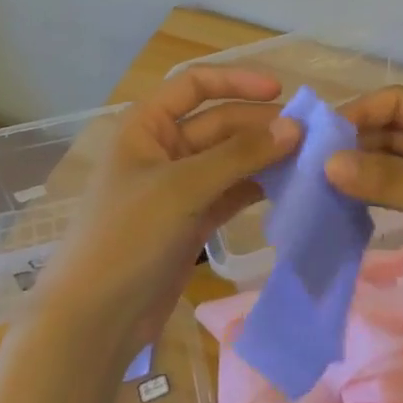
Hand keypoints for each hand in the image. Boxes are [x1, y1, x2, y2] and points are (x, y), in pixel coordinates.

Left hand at [31, 67, 300, 360]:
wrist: (94, 321)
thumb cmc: (128, 237)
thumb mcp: (183, 188)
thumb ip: (240, 155)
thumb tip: (294, 127)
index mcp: (146, 126)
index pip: (195, 84)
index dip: (237, 81)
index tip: (281, 92)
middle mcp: (163, 149)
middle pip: (218, 123)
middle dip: (259, 126)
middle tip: (308, 136)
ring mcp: (178, 188)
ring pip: (229, 159)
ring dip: (263, 158)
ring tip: (307, 161)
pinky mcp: (191, 221)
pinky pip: (230, 192)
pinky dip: (256, 188)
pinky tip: (288, 188)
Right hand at [326, 87, 402, 353]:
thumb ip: (392, 182)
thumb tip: (327, 163)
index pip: (401, 102)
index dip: (360, 112)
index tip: (319, 137)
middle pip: (398, 129)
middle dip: (358, 141)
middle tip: (311, 164)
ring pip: (400, 161)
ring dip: (366, 168)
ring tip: (322, 185)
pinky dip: (381, 193)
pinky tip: (350, 206)